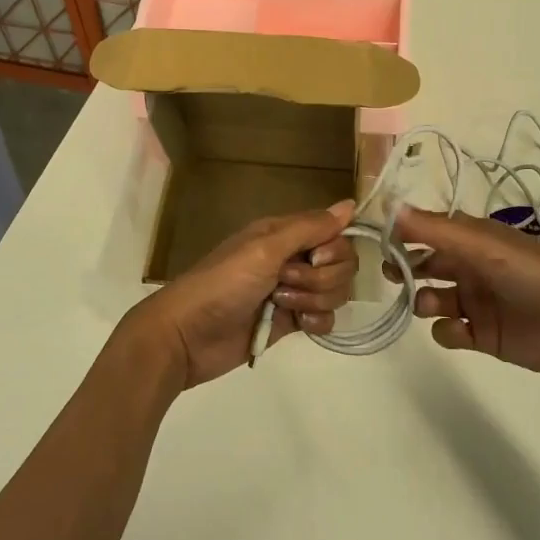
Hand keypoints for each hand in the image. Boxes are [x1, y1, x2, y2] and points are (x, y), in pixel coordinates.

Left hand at [121, 201, 357, 390]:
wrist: (188, 336)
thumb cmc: (223, 284)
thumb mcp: (265, 249)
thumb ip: (309, 228)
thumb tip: (351, 204)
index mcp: (284, 234)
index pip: (335, 234)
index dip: (333, 249)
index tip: (312, 259)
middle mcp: (292, 258)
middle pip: (341, 264)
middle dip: (321, 278)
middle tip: (284, 283)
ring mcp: (293, 291)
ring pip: (335, 292)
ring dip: (314, 300)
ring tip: (279, 305)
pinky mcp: (292, 321)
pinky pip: (326, 318)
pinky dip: (316, 322)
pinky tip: (296, 325)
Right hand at [393, 206, 539, 380]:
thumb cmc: (536, 275)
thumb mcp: (484, 246)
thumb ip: (435, 230)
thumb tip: (389, 206)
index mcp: (474, 238)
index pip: (429, 230)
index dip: (403, 234)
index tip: (377, 241)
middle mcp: (472, 266)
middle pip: (426, 264)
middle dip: (405, 268)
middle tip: (391, 274)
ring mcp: (476, 301)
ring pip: (432, 298)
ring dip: (422, 300)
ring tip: (429, 304)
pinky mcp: (483, 335)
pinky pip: (448, 331)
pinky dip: (445, 331)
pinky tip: (459, 330)